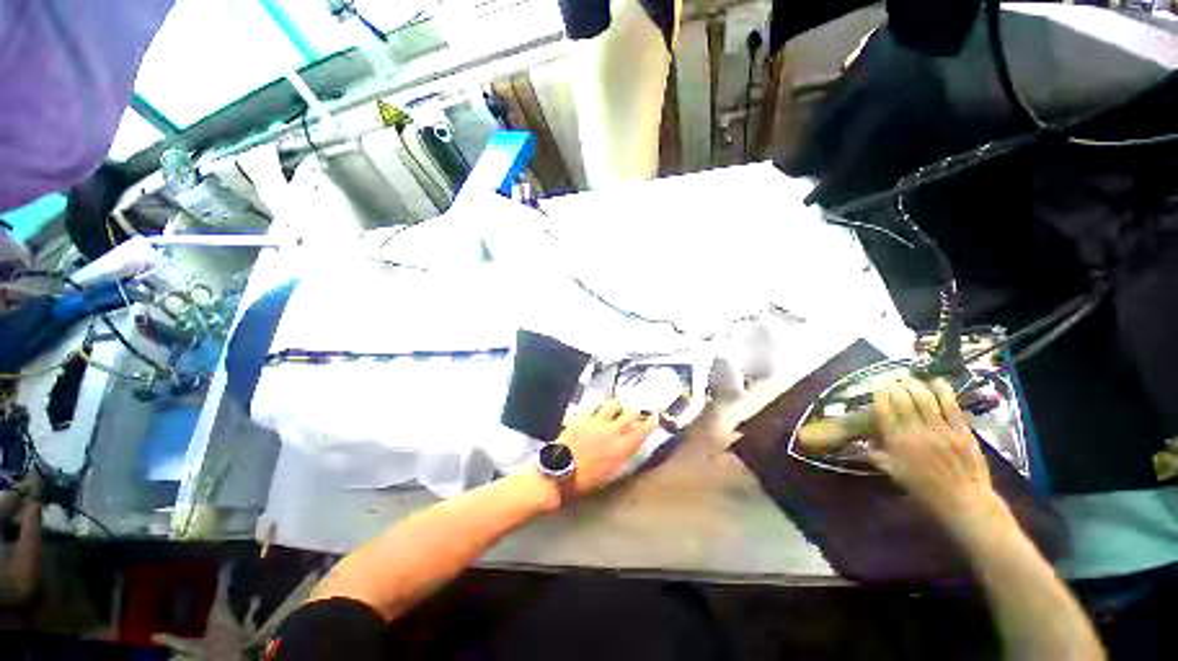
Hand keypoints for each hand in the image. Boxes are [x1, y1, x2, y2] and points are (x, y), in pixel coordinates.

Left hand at [554, 399, 658, 498]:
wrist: (558, 473)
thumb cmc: (584, 480)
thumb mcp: (609, 473)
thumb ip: (620, 456)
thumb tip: (627, 445)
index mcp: (620, 449)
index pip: (642, 432)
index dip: (650, 423)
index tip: (654, 417)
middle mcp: (612, 432)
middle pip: (630, 413)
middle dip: (634, 412)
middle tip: (633, 413)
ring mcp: (596, 422)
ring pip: (613, 404)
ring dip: (616, 405)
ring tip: (615, 406)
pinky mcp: (582, 417)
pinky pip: (594, 406)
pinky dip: (598, 407)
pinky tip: (596, 408)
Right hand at [869, 378, 1005, 533]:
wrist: (964, 500)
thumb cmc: (926, 490)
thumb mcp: (896, 475)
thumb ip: (879, 458)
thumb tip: (863, 446)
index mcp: (897, 443)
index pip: (884, 411)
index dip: (880, 396)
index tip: (878, 388)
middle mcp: (915, 432)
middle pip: (902, 400)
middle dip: (896, 386)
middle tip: (893, 379)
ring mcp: (940, 430)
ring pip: (924, 399)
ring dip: (915, 385)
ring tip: (910, 378)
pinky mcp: (960, 430)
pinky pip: (950, 405)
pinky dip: (942, 391)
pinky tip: (936, 381)